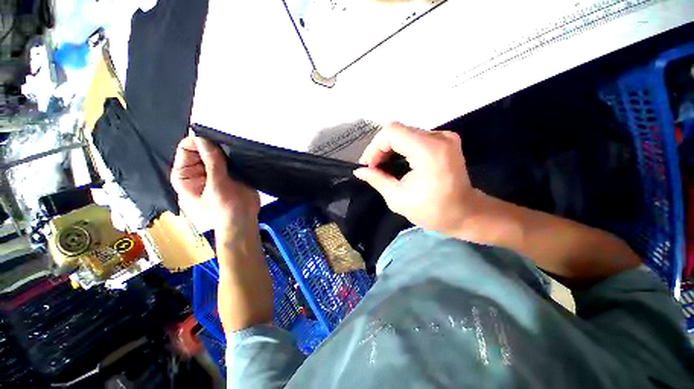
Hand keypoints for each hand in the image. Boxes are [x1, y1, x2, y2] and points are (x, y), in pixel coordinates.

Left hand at [171, 135, 259, 232]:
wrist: (243, 221)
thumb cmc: (225, 209)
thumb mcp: (217, 187)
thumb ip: (212, 163)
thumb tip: (203, 138)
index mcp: (185, 175)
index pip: (186, 149)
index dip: (198, 141)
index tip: (215, 139)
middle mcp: (198, 170)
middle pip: (202, 148)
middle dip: (214, 144)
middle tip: (229, 143)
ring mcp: (214, 171)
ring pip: (217, 152)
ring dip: (226, 149)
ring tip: (237, 148)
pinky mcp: (230, 173)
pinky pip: (230, 159)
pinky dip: (235, 155)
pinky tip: (242, 153)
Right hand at [354, 123, 482, 234]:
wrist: (466, 213)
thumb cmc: (432, 211)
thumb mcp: (398, 199)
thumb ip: (377, 180)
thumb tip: (359, 171)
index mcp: (428, 151)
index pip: (392, 132)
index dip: (375, 146)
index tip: (369, 166)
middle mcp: (438, 137)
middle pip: (398, 131)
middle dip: (380, 149)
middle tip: (373, 168)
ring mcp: (444, 137)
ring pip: (405, 133)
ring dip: (389, 149)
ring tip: (382, 167)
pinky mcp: (445, 140)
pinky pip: (415, 137)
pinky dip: (401, 148)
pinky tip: (396, 163)